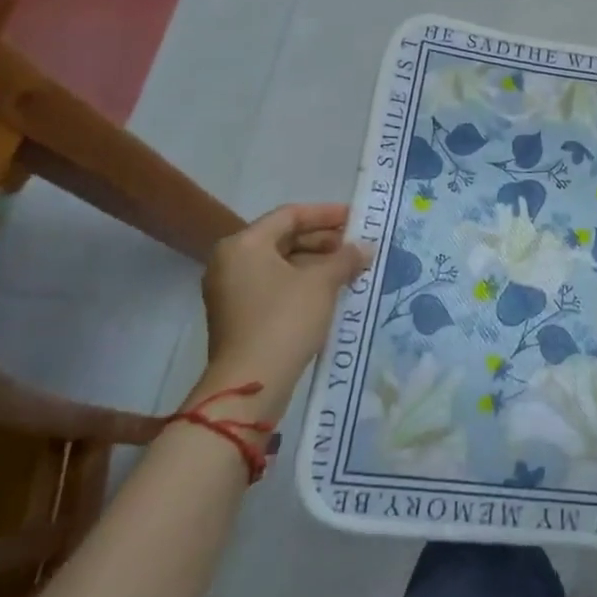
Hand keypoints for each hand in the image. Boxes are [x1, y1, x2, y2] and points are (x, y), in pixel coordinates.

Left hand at [202, 203, 371, 369]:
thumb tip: (365, 247)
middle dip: (324, 241)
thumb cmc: (285, 318)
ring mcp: (232, 291)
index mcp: (244, 244)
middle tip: (357, 246)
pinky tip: (333, 291)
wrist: (252, 382)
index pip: (290, 215)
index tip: (356, 218)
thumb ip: (345, 258)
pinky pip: (275, 287)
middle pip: (284, 239)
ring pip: (281, 265)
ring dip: (317, 264)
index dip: (326, 214)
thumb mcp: (322, 282)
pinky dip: (303, 284)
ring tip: (351, 269)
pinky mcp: (239, 317)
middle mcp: (231, 262)